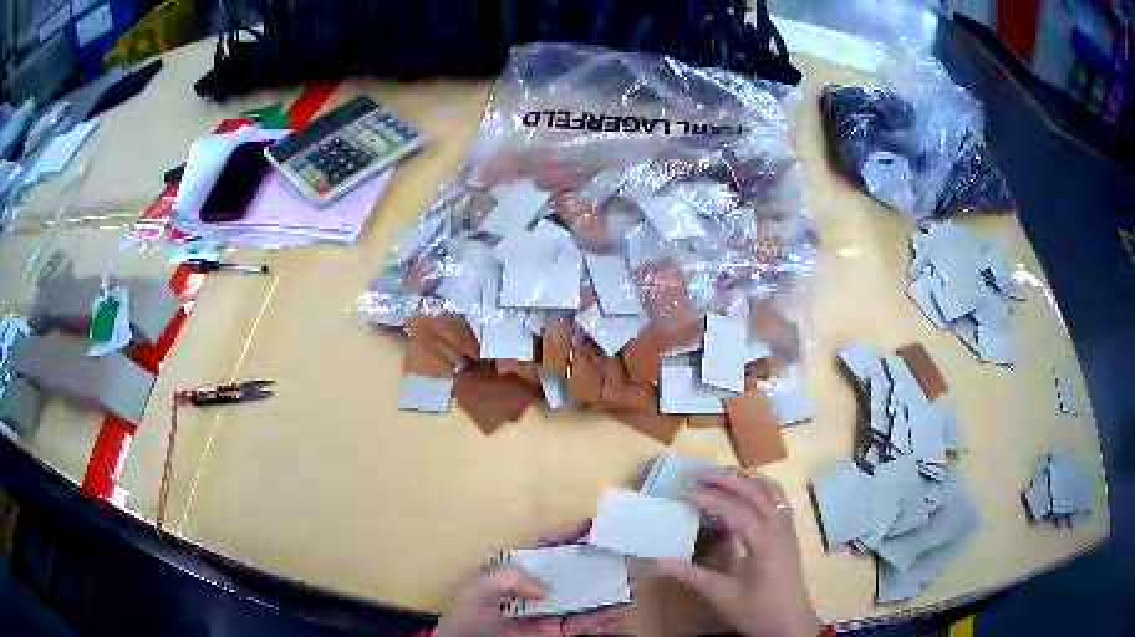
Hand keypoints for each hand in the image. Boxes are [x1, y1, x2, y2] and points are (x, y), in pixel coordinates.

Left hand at [434, 519, 631, 636]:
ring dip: (608, 593)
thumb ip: (509, 579)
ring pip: (583, 599)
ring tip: (634, 586)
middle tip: (626, 557)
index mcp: (512, 571)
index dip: (566, 533)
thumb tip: (545, 590)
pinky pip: (581, 625)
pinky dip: (603, 620)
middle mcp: (533, 589)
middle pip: (570, 572)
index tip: (593, 524)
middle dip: (598, 564)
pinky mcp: (552, 633)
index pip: (543, 546)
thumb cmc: (464, 620)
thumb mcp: (477, 591)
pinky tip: (622, 613)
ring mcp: (545, 612)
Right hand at [656, 472, 820, 636]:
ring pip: (769, 489)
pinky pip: (778, 499)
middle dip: (724, 478)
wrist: (791, 623)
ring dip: (744, 479)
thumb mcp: (722, 596)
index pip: (733, 508)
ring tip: (719, 478)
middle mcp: (778, 526)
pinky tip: (747, 494)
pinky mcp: (789, 533)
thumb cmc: (757, 610)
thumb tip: (656, 562)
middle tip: (695, 474)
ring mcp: (787, 528)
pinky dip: (760, 488)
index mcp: (762, 540)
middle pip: (753, 489)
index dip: (707, 498)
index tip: (681, 493)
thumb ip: (691, 575)